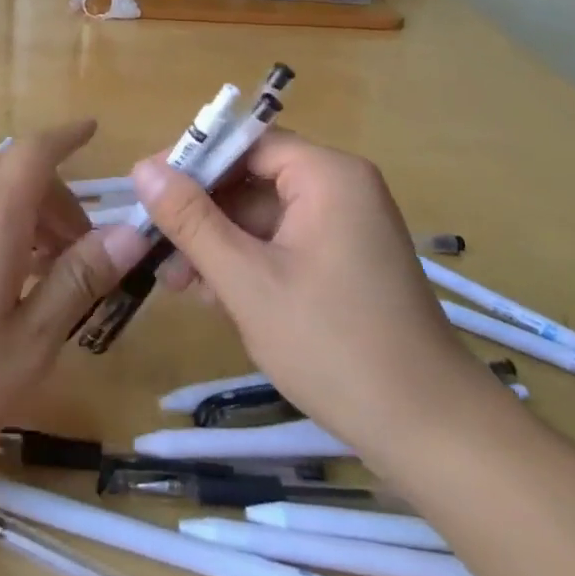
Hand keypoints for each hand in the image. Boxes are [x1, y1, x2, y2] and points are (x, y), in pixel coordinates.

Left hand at [0, 121, 153, 480]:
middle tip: (84, 251)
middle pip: (14, 173)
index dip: (67, 136)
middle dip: (56, 197)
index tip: (94, 131)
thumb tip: (128, 234)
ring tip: (47, 274)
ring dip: (25, 217)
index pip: (35, 151)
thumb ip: (78, 281)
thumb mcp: (29, 343)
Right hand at [132, 130, 496, 459]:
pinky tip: (213, 296)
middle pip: (251, 178)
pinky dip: (246, 261)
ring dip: (217, 242)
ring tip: (177, 282)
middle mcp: (340, 189)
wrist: (431, 433)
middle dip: (201, 212)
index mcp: (327, 176)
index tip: (147, 190)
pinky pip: (282, 242)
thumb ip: (191, 220)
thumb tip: (142, 168)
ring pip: (261, 215)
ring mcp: (345, 226)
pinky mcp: (344, 260)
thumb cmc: (334, 346)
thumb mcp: (247, 280)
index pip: (245, 142)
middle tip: (155, 246)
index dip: (192, 160)